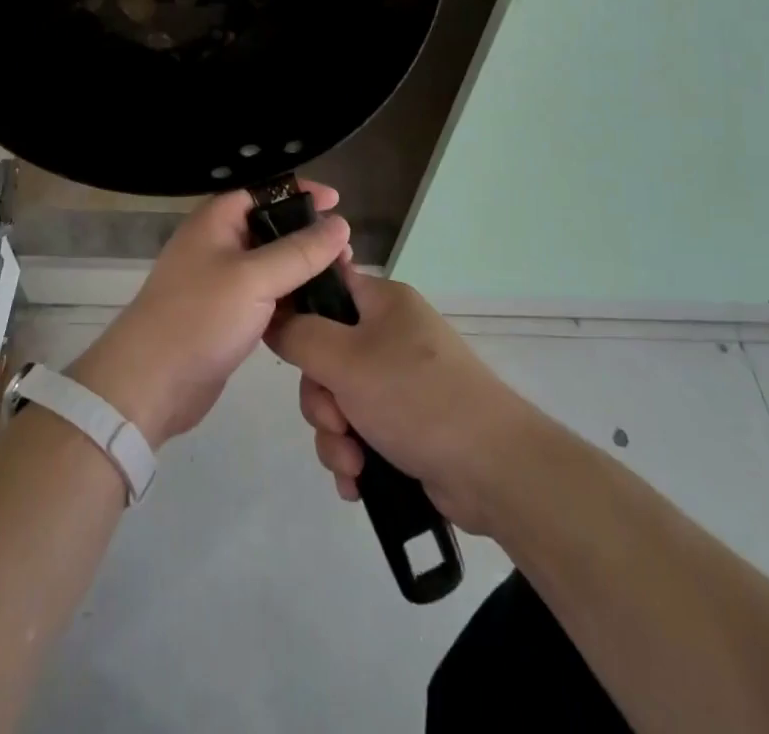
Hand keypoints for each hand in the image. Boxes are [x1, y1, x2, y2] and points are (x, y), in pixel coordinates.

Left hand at [68, 184, 349, 448]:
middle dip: (308, 236)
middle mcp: (217, 243)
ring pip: (271, 264)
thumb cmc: (199, 317)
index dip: (299, 192)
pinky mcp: (227, 315)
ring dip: (303, 270)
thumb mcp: (255, 278)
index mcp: (216, 220)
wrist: (151, 383)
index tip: (337, 201)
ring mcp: (221, 281)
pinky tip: (318, 310)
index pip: (263, 191)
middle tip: (346, 252)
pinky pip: (266, 296)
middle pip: (271, 227)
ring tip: (342, 280)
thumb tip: (341, 223)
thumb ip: (300, 251)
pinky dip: (290, 298)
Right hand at [266, 264, 533, 535]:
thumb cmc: (416, 398)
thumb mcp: (345, 359)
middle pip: (325, 353)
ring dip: (335, 435)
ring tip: (352, 463)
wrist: (494, 470)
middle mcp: (391, 334)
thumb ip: (299, 335)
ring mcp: (401, 381)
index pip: (327, 286)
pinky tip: (358, 482)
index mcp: (383, 302)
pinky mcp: (408, 424)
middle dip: (321, 398)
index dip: (298, 311)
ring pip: (340, 399)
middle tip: (335, 420)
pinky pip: (361, 431)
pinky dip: (354, 456)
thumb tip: (274, 319)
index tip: (282, 344)